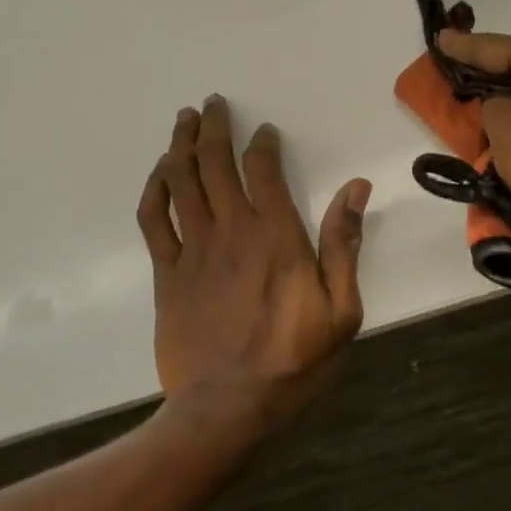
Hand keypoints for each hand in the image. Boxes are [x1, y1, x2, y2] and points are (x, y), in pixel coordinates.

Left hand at [136, 96, 370, 431]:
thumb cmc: (293, 361)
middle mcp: (231, 230)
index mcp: (275, 236)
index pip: (262, 170)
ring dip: (180, 145)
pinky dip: (155, 188)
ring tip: (184, 119)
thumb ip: (343, 245)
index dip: (261, 143)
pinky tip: (160, 172)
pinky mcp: (167, 272)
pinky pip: (154, 218)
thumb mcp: (341, 310)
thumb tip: (356, 188)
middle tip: (213, 103)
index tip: (263, 130)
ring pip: (180, 181)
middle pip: (214, 163)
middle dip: (213, 127)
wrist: (227, 407)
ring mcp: (193, 249)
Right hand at [438, 30, 510, 259]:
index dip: (463, 47)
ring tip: (472, 111)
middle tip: (450, 77)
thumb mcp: (504, 127)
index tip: (439, 37)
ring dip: (506, 106)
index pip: (497, 47)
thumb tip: (503, 109)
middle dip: (485, 75)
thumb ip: (489, 106)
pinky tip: (506, 138)